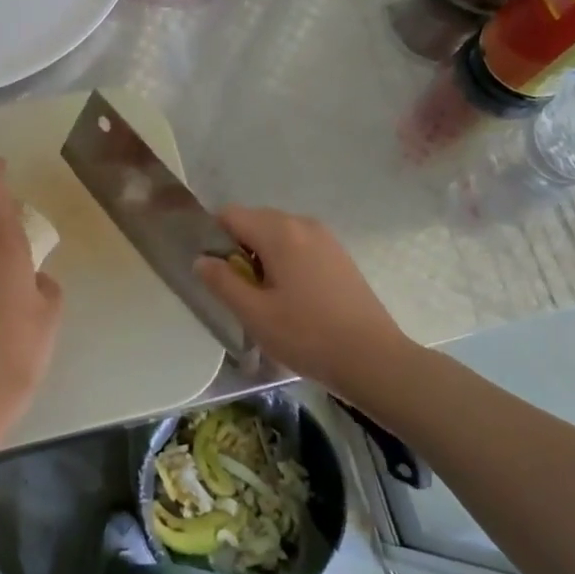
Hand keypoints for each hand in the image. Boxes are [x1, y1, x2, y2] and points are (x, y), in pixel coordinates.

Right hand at [195, 208, 413, 397]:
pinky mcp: (339, 255)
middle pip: (254, 221)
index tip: (216, 273)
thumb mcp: (254, 313)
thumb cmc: (307, 335)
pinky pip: (299, 246)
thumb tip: (201, 259)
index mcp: (279, 231)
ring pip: (278, 235)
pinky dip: (286, 262)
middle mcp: (302, 223)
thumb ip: (222, 282)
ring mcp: (325, 238)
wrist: (373, 358)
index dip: (214, 239)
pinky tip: (293, 298)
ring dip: (262, 257)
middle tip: (240, 291)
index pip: (230, 215)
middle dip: (239, 249)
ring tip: (266, 298)